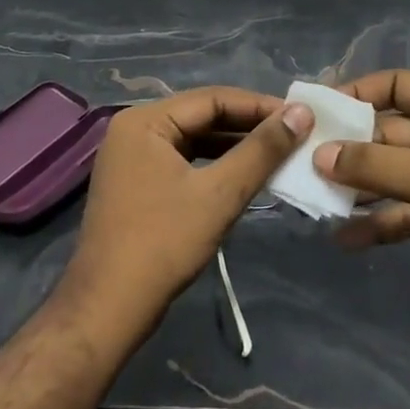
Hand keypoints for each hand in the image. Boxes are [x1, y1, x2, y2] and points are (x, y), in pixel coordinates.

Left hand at [61, 87, 312, 341]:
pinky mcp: (137, 183)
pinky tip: (245, 176)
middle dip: (249, 126)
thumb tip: (302, 113)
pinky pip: (184, 161)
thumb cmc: (163, 244)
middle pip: (202, 116)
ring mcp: (132, 157)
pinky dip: (215, 165)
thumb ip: (262, 150)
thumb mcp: (220, 193)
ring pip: (195, 139)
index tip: (301, 117)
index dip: (260, 106)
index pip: (213, 99)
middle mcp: (134, 129)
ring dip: (235, 146)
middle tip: (295, 134)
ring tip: (277, 154)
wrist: (108, 309)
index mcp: (145, 120)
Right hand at [320, 70, 409, 332]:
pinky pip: (406, 207)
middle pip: (389, 131)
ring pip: (394, 172)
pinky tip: (345, 237)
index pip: (396, 85)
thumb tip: (319, 155)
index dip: (356, 93)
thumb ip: (375, 166)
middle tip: (302, 162)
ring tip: (314, 199)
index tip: (316, 111)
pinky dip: (380, 220)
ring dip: (360, 186)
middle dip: (350, 148)